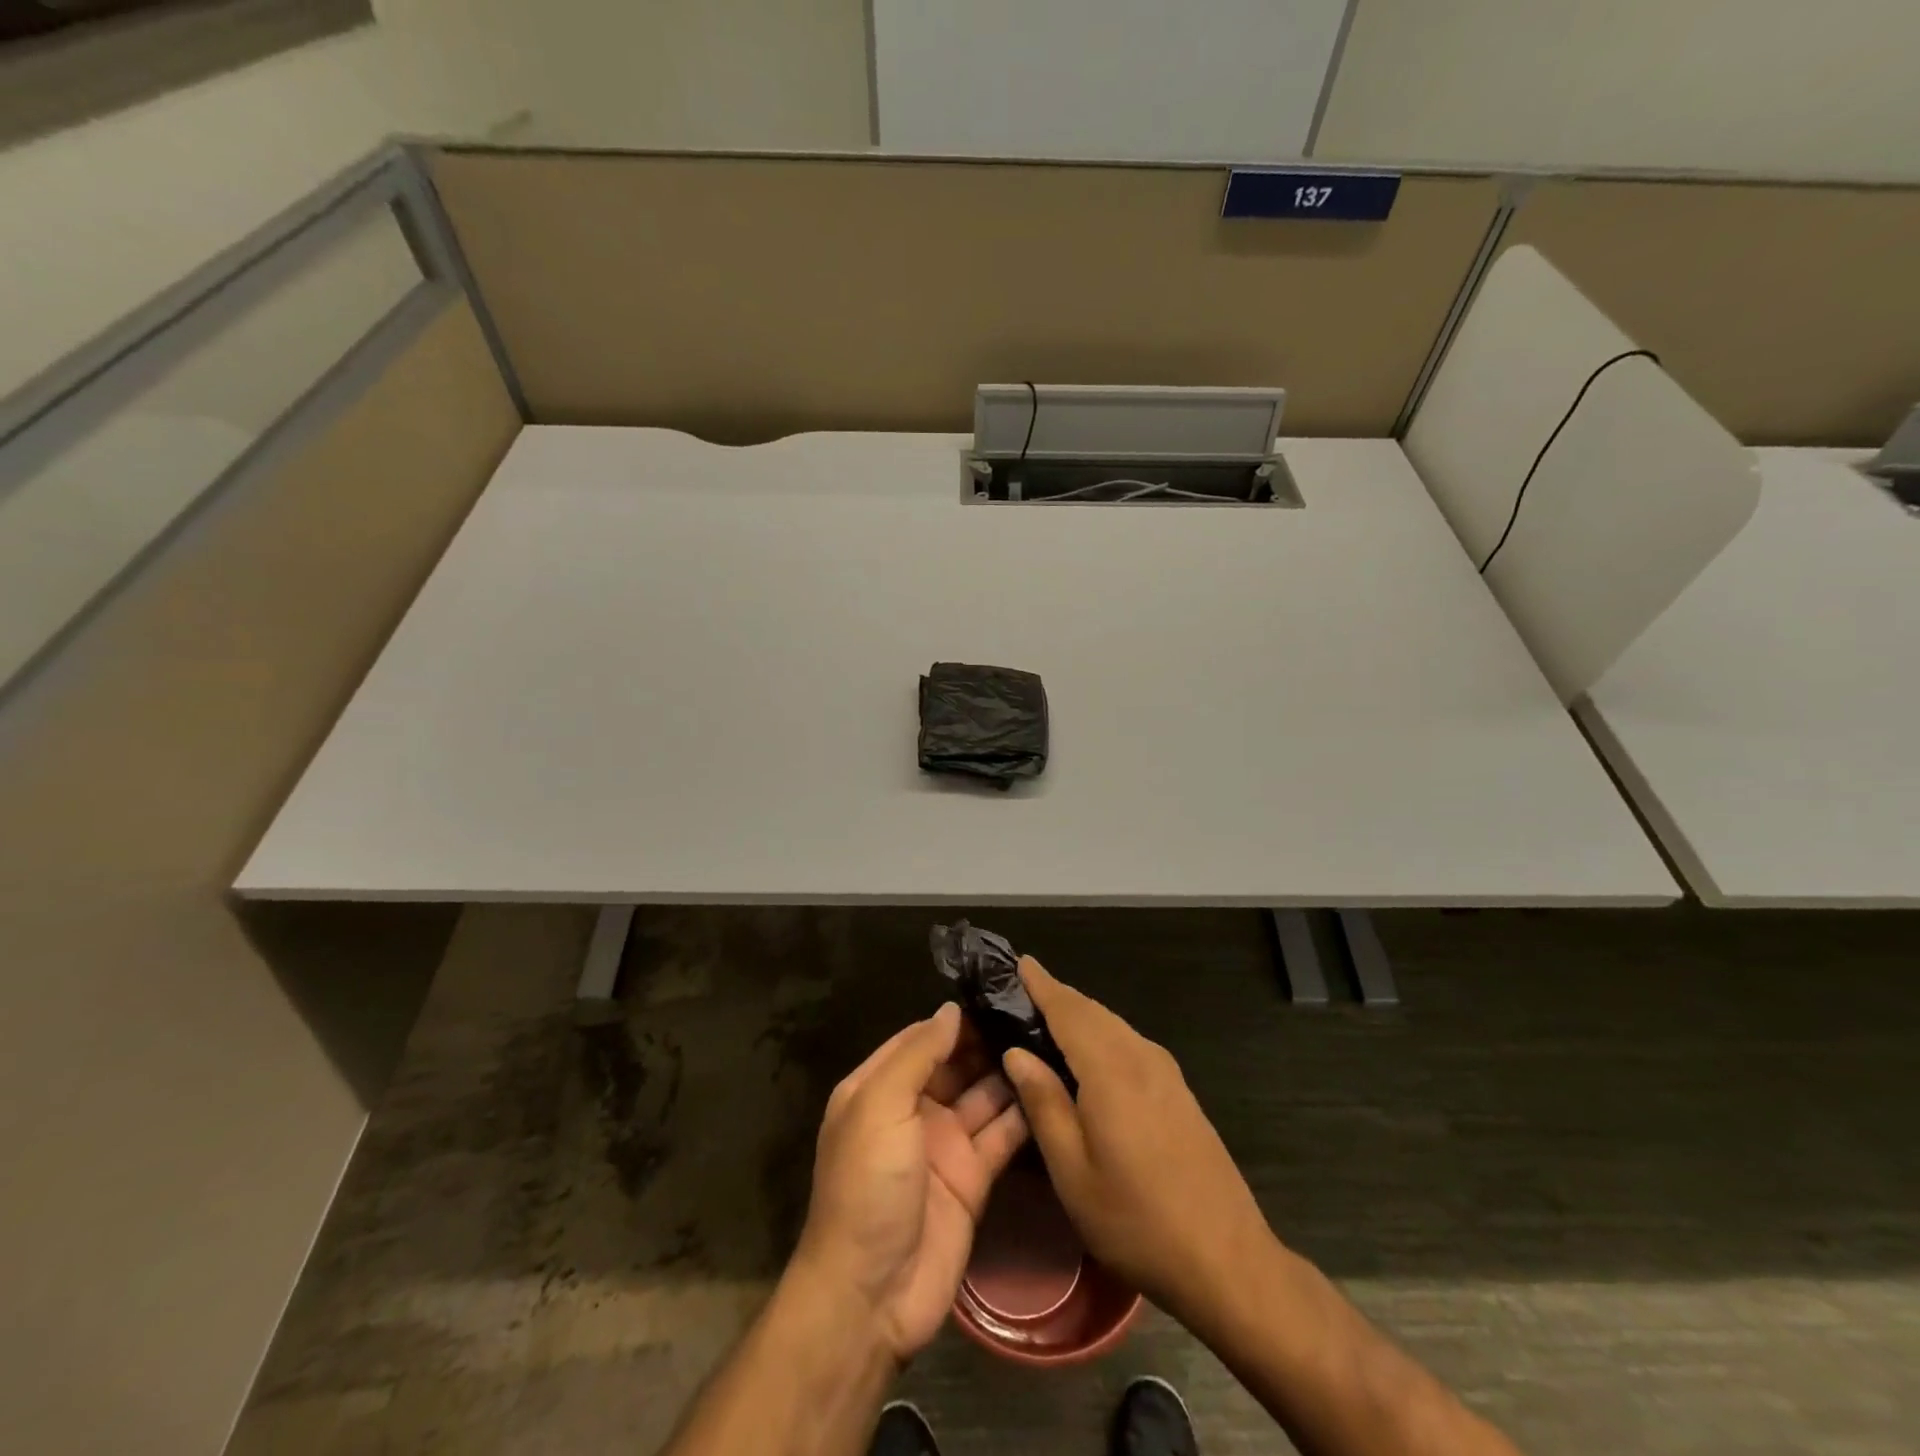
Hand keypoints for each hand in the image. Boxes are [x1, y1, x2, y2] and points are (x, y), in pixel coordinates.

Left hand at [791, 1002, 1028, 1361]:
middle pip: (956, 1064)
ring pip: (983, 1095)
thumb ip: (916, 1055)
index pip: (921, 1038)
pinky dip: (1024, 1113)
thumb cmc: (867, 1185)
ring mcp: (945, 1144)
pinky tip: (1053, 1087)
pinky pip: (1001, 1135)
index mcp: (880, 1087)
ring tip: (1053, 1041)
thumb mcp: (880, 1107)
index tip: (998, 992)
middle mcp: (913, 1109)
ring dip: (1010, 1072)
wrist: (871, 1295)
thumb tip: (951, 1010)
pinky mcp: (974, 1177)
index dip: (955, 1018)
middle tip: (1037, 1013)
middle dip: (989, 1040)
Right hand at [999, 958, 1271, 1329]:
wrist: (1227, 1259)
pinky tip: (1088, 1056)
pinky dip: (1101, 1034)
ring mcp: (1166, 1072)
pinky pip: (1129, 1043)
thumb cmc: (1137, 1220)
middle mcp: (1141, 1057)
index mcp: (1111, 1070)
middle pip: (1092, 1011)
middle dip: (1058, 996)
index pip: (1068, 1010)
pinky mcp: (1179, 1090)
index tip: (1019, 962)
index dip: (1042, 984)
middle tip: (1022, 991)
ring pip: (1113, 1026)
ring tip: (1046, 1019)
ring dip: (1080, 1015)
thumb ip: (1043, 1104)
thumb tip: (1017, 1053)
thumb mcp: (1073, 1172)